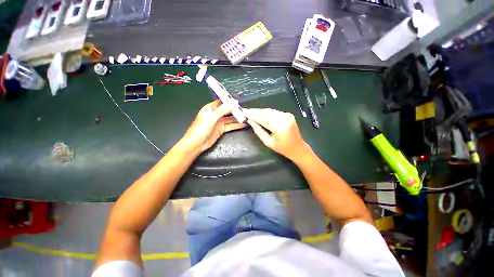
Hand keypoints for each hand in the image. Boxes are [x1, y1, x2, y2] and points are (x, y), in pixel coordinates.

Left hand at [180, 99, 246, 154]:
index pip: (222, 102)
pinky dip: (237, 125)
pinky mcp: (222, 129)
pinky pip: (230, 126)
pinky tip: (243, 124)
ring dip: (238, 118)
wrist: (196, 144)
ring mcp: (219, 122)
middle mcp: (215, 114)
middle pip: (228, 110)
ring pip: (230, 119)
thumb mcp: (212, 117)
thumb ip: (223, 110)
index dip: (230, 101)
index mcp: (210, 108)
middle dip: (236, 110)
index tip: (240, 101)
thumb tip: (234, 102)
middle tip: (246, 110)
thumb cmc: (201, 128)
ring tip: (247, 117)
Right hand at [244, 108, 310, 160]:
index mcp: (279, 126)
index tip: (244, 113)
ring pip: (270, 110)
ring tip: (250, 112)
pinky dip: (266, 112)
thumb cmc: (282, 148)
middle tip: (246, 111)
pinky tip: (260, 113)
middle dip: (255, 112)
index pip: (263, 118)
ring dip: (260, 111)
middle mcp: (284, 118)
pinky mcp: (288, 114)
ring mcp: (287, 115)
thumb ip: (258, 131)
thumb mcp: (268, 142)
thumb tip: (250, 121)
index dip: (253, 115)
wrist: (298, 147)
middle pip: (266, 112)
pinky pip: (274, 111)